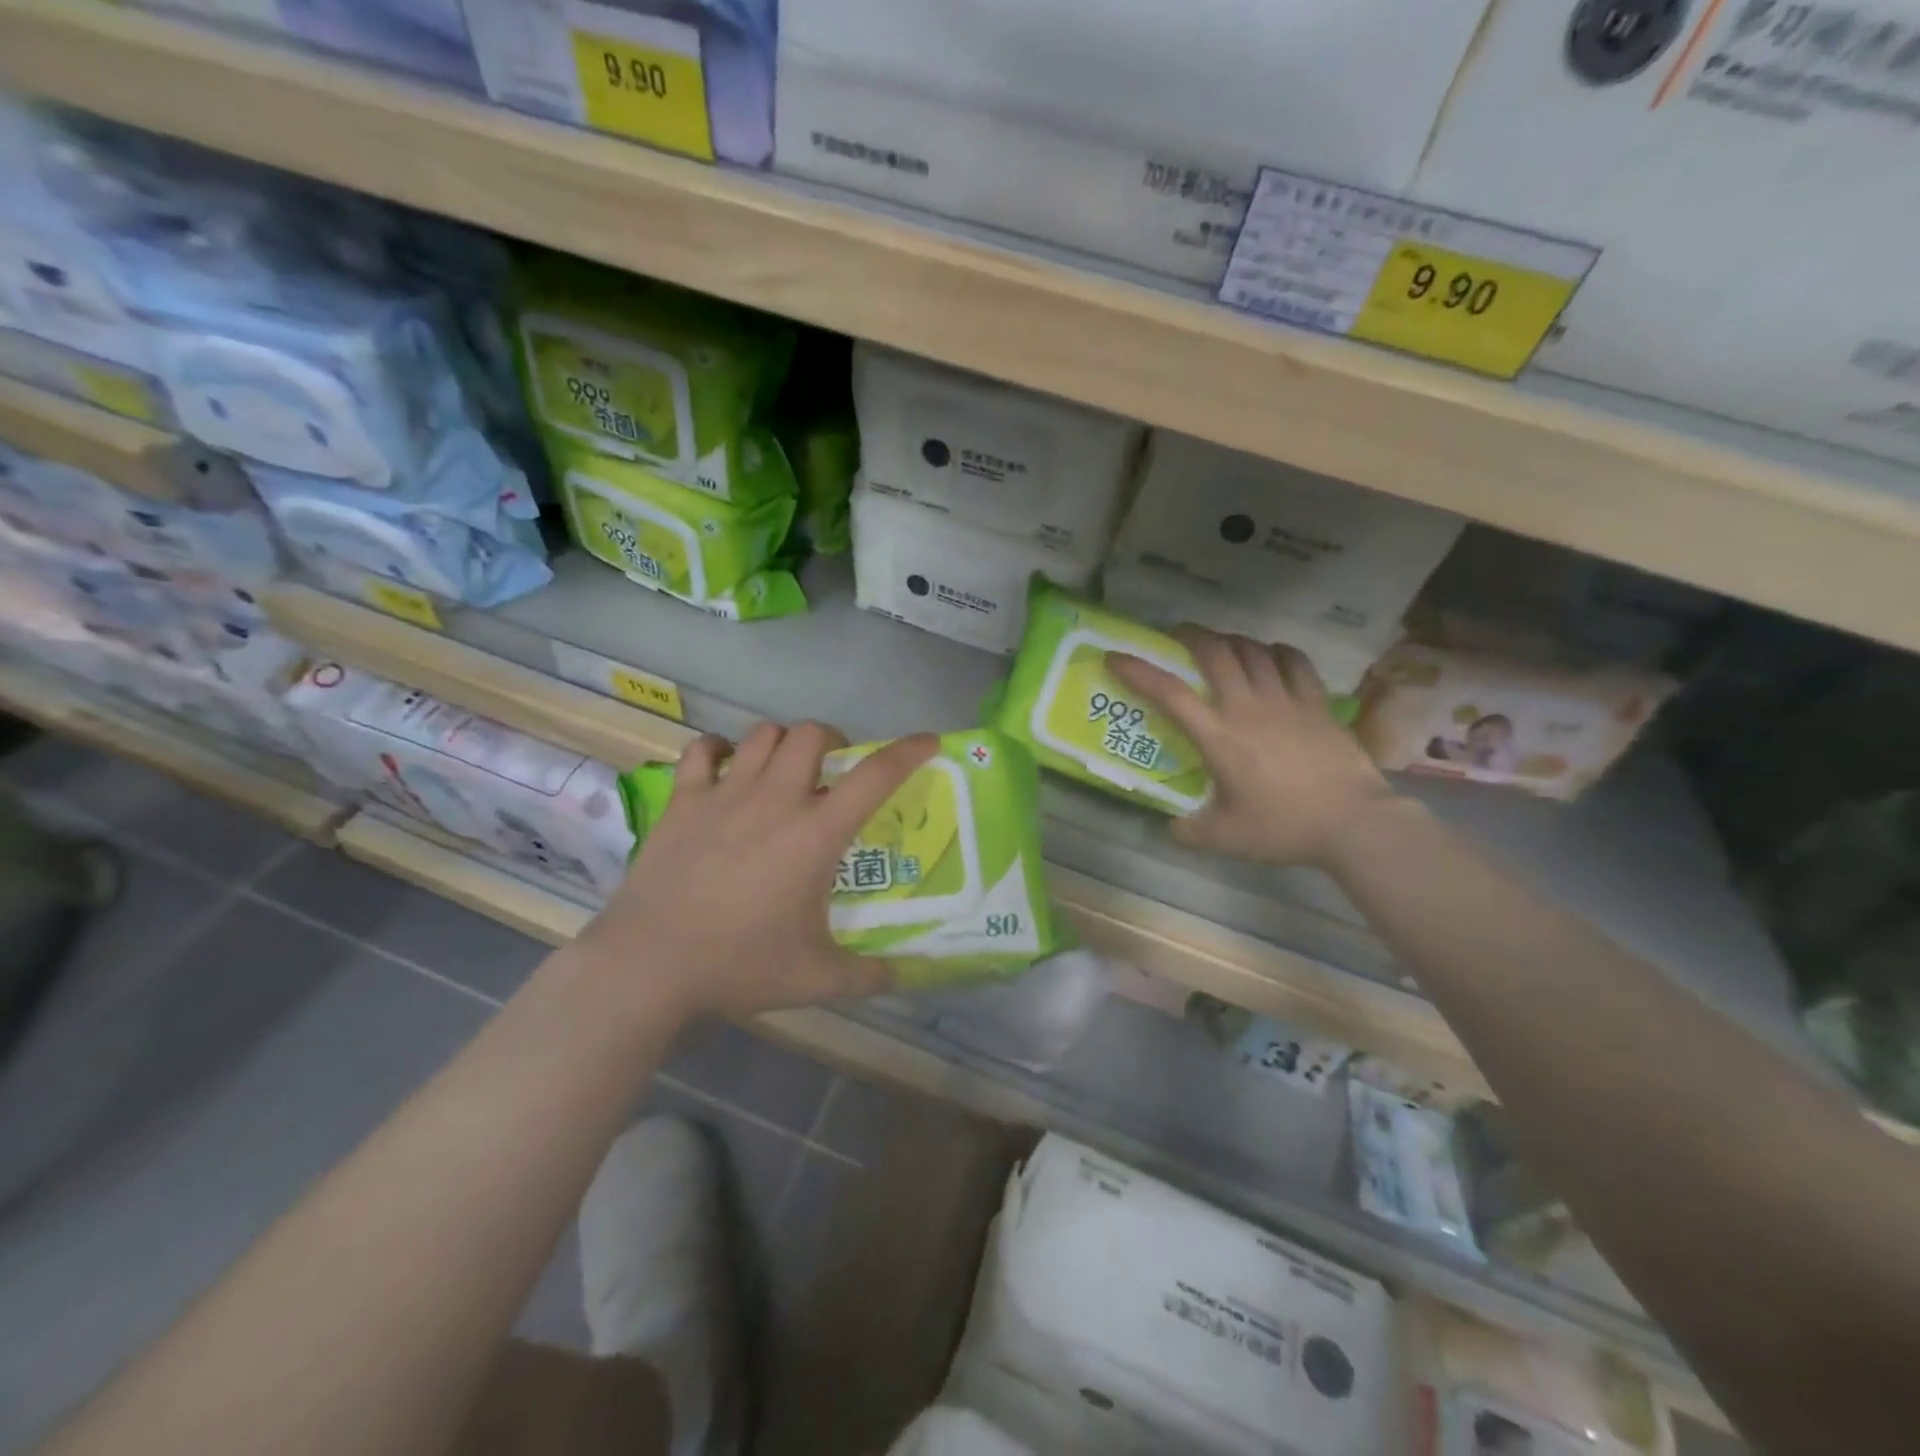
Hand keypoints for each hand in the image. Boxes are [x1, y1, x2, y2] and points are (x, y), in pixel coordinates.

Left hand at [578, 722, 937, 1020]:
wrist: (648, 965)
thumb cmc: (738, 965)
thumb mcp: (816, 979)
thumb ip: (867, 975)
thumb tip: (902, 975)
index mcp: (815, 834)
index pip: (874, 776)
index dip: (908, 751)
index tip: (928, 740)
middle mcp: (775, 800)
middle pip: (812, 734)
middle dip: (834, 740)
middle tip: (835, 771)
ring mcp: (724, 794)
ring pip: (762, 734)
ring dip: (784, 743)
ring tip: (786, 770)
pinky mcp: (683, 801)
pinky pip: (703, 751)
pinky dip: (720, 750)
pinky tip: (725, 769)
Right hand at [1108, 628, 1397, 869]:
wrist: (1353, 823)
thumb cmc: (1283, 828)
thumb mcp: (1224, 838)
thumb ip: (1189, 830)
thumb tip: (1170, 826)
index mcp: (1218, 737)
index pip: (1169, 694)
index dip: (1138, 671)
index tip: (1115, 656)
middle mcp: (1247, 707)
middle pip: (1215, 652)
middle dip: (1191, 636)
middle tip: (1178, 637)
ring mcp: (1285, 700)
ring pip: (1253, 650)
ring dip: (1231, 641)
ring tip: (1222, 646)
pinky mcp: (1317, 702)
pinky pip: (1294, 661)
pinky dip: (1276, 652)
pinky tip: (1272, 656)